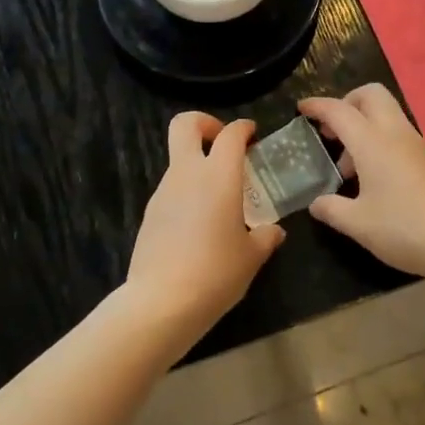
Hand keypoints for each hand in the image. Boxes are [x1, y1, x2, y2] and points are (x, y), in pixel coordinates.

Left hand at [124, 113, 285, 351]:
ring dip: (197, 164)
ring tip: (219, 197)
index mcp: (218, 176)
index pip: (230, 134)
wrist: (161, 301)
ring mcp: (163, 191)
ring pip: (178, 159)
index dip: (243, 128)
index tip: (252, 134)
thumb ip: (265, 237)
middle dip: (204, 123)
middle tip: (222, 142)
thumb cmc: (216, 272)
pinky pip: (171, 188)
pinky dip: (187, 191)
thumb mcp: (252, 257)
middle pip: (185, 125)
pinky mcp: (150, 212)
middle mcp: (187, 174)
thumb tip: (274, 232)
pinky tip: (200, 223)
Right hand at [299, 85, 424, 284]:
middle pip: (371, 95)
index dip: (317, 106)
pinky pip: (400, 136)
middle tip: (331, 131)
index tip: (302, 108)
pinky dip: (381, 143)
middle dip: (347, 103)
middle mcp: (396, 134)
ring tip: (350, 169)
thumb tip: (317, 203)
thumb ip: (331, 209)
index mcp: (372, 143)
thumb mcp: (358, 225)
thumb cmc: (405, 229)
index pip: (339, 111)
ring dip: (364, 127)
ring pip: (387, 115)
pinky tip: (376, 181)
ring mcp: (419, 145)